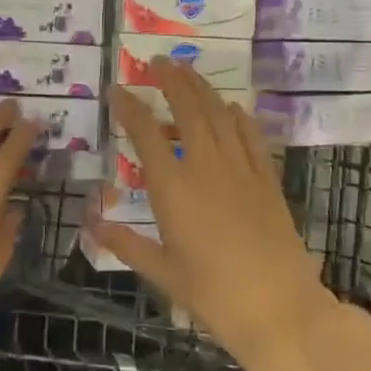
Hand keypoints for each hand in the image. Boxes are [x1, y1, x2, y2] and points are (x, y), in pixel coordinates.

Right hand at [87, 63, 343, 370]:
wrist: (278, 308)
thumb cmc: (213, 294)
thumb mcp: (162, 272)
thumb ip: (125, 243)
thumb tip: (92, 223)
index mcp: (173, 188)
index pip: (146, 134)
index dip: (130, 107)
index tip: (118, 89)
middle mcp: (205, 167)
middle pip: (188, 109)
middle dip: (171, 81)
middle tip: (158, 62)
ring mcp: (241, 169)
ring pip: (220, 114)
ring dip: (203, 88)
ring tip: (188, 72)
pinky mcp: (268, 179)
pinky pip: (251, 135)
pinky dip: (239, 116)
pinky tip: (232, 108)